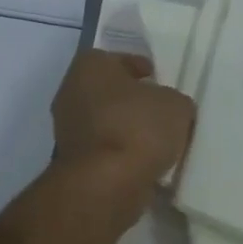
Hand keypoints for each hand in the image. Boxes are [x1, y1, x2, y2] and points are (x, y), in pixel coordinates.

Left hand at [50, 50, 194, 197]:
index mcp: (89, 67)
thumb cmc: (138, 128)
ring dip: (125, 128)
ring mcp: (66, 129)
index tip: (158, 80)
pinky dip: (119, 152)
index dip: (140, 68)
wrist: (106, 184)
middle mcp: (70, 92)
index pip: (117, 59)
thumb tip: (167, 109)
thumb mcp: (176, 105)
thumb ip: (172, 100)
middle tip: (159, 109)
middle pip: (107, 91)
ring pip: (104, 121)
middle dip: (131, 100)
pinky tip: (143, 161)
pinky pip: (102, 149)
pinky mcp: (71, 161)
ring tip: (157, 139)